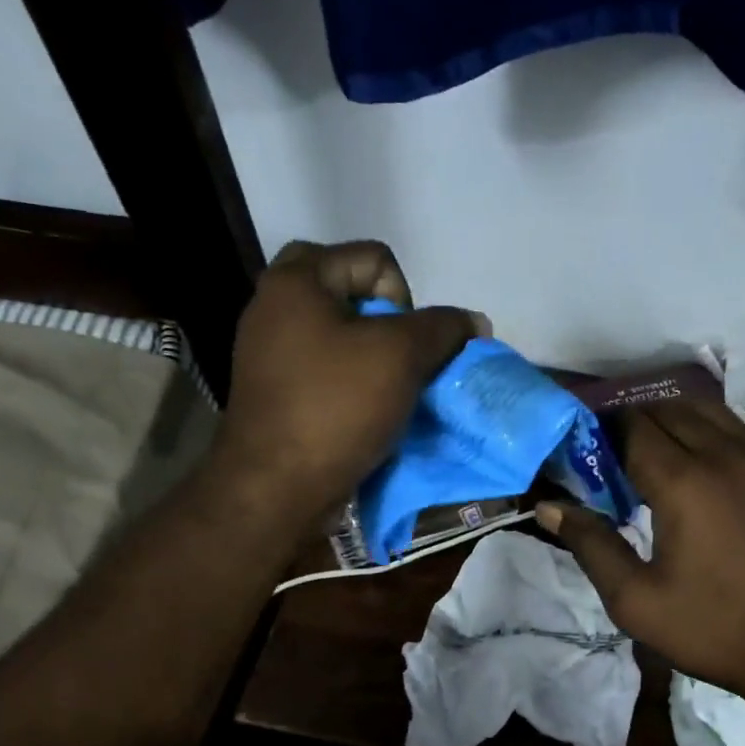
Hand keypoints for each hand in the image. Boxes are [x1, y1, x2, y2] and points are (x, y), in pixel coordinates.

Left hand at [212, 241, 487, 518]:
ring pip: (342, 336)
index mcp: (296, 281)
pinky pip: (327, 370)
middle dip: (389, 324)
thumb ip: (443, 329)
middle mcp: (275, 307)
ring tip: (392, 393)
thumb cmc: (336, 407)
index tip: (407, 344)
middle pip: (353, 293)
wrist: (276, 487)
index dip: (407, 296)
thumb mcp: (401, 356)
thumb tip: (474, 322)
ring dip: (376, 359)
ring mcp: (270, 352)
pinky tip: (370, 413)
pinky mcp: (276, 392)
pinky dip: (354, 384)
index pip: (375, 257)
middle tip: (400, 360)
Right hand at [537, 400, 744, 709]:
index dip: (602, 431)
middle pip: (668, 409)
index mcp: (683, 482)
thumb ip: (590, 545)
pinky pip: (737, 429)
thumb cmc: (714, 629)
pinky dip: (708, 429)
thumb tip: (548, 506)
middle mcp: (724, 455)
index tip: (584, 450)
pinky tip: (698, 462)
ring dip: (672, 419)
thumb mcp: (636, 600)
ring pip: (707, 411)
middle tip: (611, 454)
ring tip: (650, 451)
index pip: (632, 428)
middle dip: (633, 421)